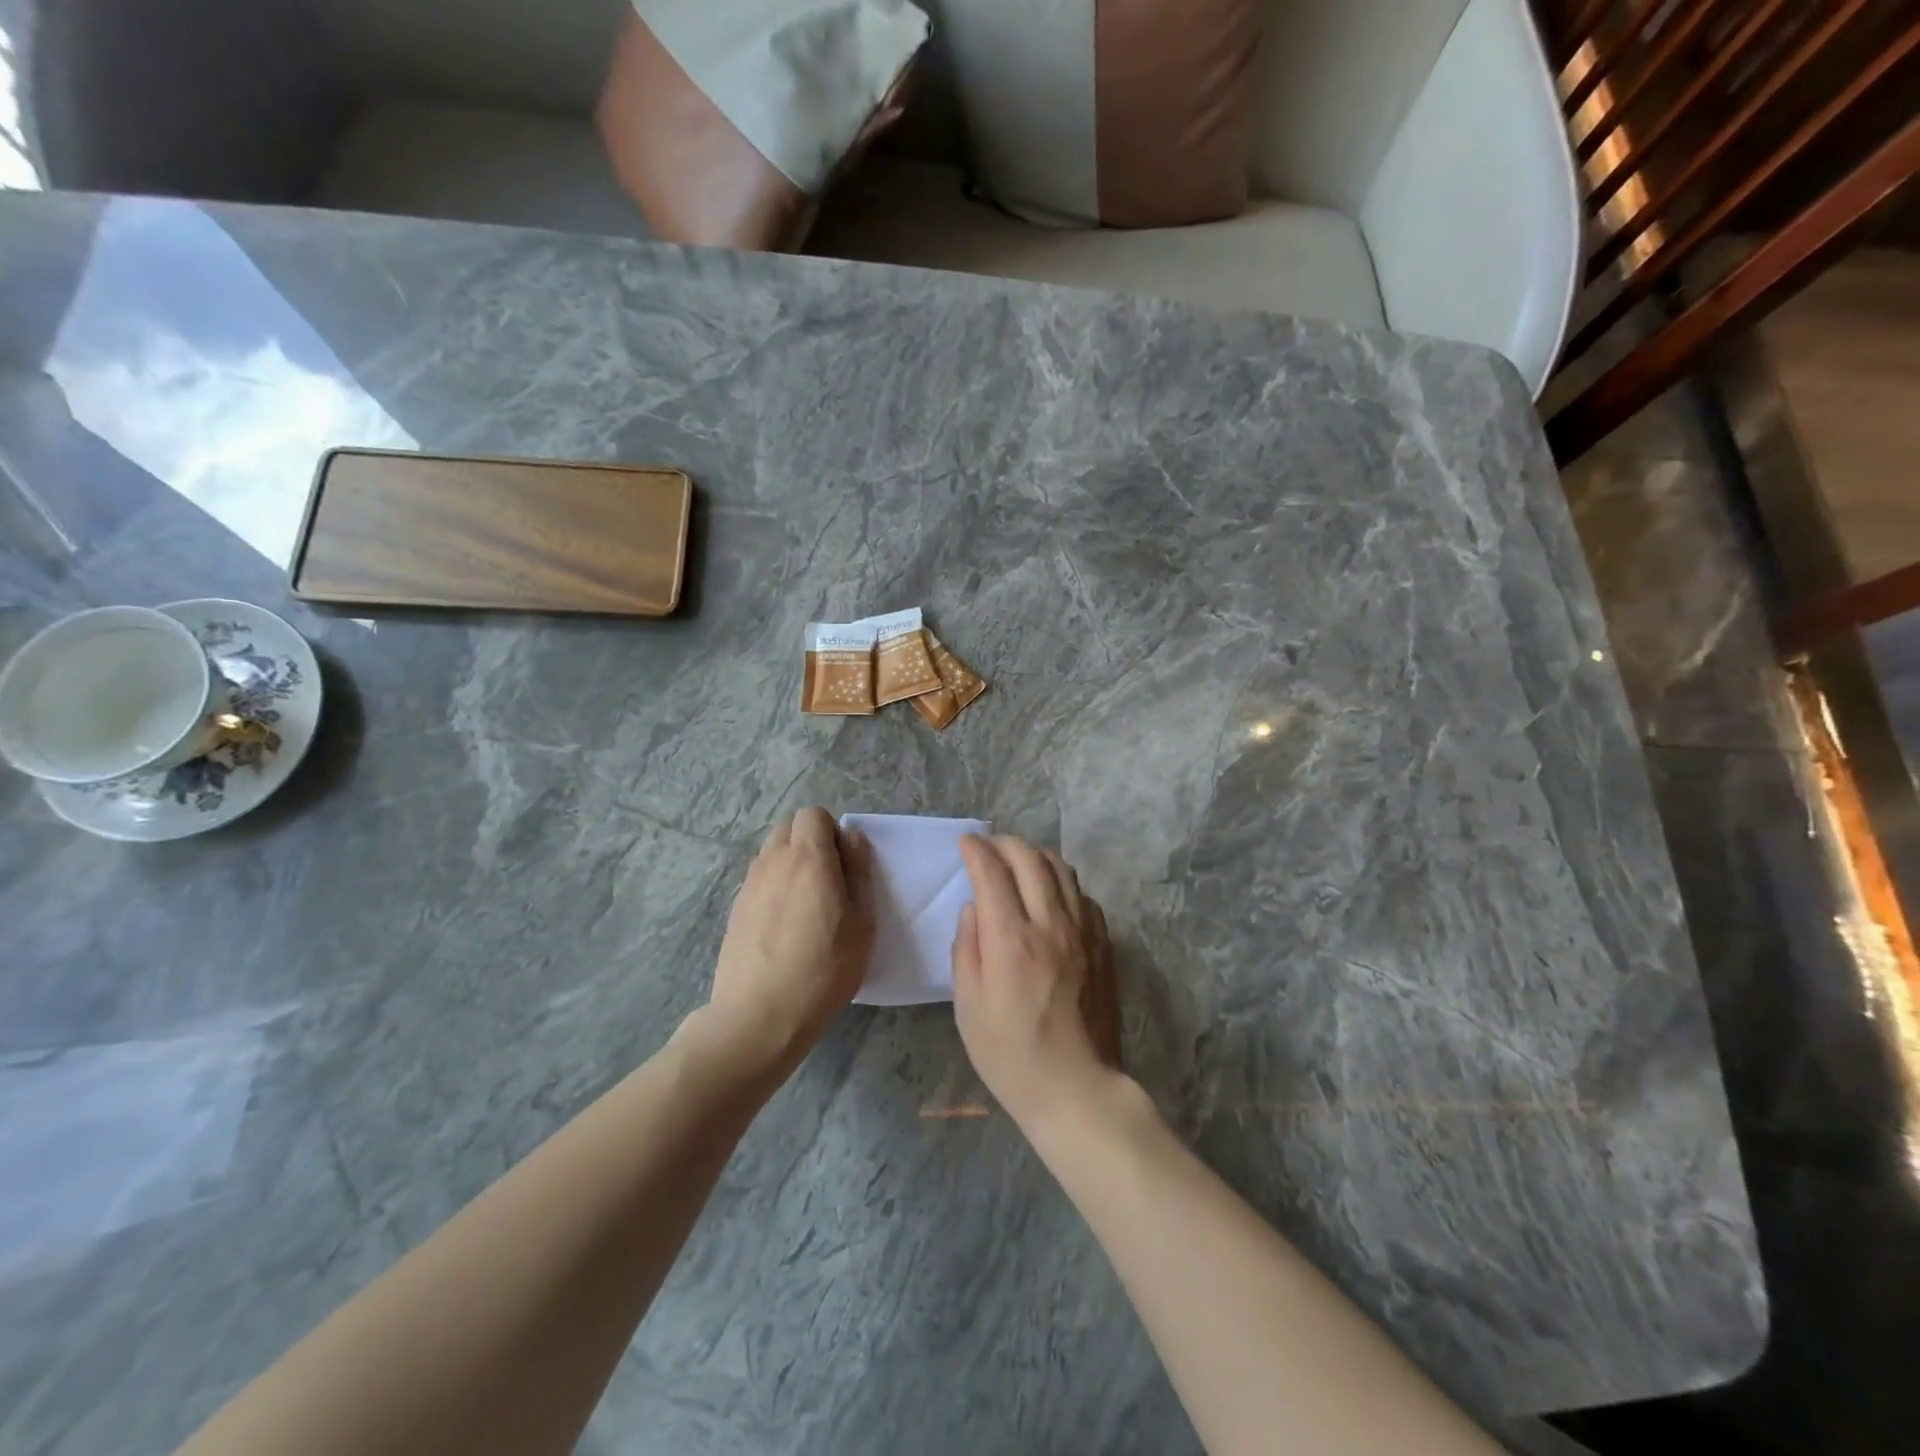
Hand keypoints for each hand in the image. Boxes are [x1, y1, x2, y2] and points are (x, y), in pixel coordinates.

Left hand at [702, 808, 873, 1077]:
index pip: (813, 814)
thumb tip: (851, 837)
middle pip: (789, 829)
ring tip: (806, 908)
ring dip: (791, 866)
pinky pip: (759, 882)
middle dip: (810, 843)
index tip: (845, 866)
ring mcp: (748, 886)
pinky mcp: (734, 911)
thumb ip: (859, 871)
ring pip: (771, 855)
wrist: (759, 1016)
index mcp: (808, 858)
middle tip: (829, 883)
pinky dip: (774, 890)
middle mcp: (772, 862)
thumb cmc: (824, 968)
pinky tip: (784, 929)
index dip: (832, 832)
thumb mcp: (862, 921)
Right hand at [951, 835, 1122, 1128]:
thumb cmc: (1011, 1055)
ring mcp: (1083, 933)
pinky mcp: (1103, 945)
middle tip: (989, 847)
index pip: (992, 873)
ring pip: (1062, 871)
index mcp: (1011, 940)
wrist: (1076, 1089)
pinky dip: (1062, 883)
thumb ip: (966, 948)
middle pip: (1030, 860)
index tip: (966, 843)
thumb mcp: (968, 1007)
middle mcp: (1050, 925)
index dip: (976, 851)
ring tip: (1019, 863)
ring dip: (1036, 856)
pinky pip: (1083, 896)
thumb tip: (974, 908)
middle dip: (1005, 844)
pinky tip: (1051, 896)